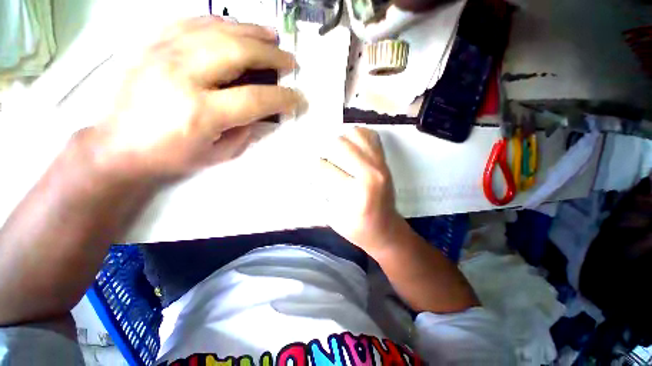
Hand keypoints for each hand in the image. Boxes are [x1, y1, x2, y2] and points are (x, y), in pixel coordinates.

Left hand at [90, 17, 300, 180]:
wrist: (117, 146)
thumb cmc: (170, 156)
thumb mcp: (216, 154)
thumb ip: (245, 132)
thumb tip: (262, 113)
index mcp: (200, 112)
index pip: (255, 98)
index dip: (282, 98)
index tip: (298, 98)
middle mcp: (182, 75)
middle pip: (237, 52)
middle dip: (271, 55)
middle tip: (289, 60)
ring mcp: (163, 53)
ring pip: (216, 29)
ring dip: (251, 31)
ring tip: (271, 36)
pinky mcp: (151, 44)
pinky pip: (191, 22)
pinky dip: (220, 22)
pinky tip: (235, 26)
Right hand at [317, 127, 402, 252]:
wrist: (386, 229)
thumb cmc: (357, 229)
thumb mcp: (332, 217)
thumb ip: (317, 192)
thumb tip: (306, 170)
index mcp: (355, 193)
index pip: (323, 167)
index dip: (311, 167)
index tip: (307, 169)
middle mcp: (370, 173)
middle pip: (338, 144)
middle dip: (324, 152)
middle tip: (323, 162)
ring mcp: (380, 164)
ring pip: (354, 134)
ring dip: (340, 141)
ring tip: (337, 155)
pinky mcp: (385, 161)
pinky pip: (369, 135)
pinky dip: (356, 137)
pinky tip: (350, 148)